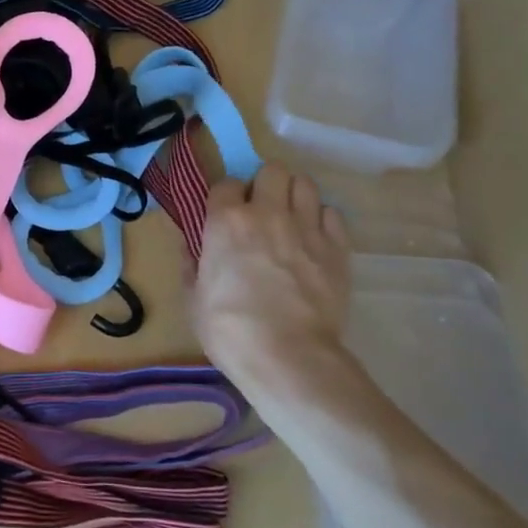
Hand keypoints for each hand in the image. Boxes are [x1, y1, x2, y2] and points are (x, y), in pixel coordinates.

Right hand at [193, 165, 362, 417]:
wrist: (288, 357)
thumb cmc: (230, 330)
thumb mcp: (192, 299)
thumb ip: (191, 264)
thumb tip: (190, 246)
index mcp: (226, 221)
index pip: (226, 183)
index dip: (226, 198)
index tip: (226, 215)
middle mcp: (267, 212)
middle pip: (273, 170)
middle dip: (266, 185)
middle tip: (263, 210)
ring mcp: (306, 227)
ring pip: (306, 184)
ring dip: (296, 196)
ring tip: (291, 219)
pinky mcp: (337, 248)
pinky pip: (333, 214)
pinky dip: (323, 221)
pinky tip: (314, 240)